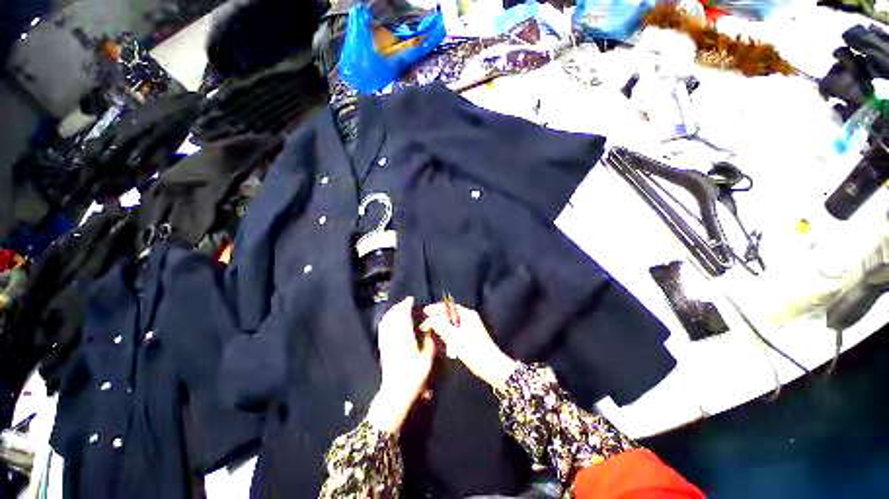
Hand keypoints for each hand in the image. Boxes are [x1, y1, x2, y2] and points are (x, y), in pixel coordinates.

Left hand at [367, 297, 435, 432]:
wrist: (395, 391)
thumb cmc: (413, 376)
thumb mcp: (427, 359)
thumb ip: (428, 341)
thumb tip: (428, 328)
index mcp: (405, 337)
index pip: (403, 315)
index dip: (406, 305)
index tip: (410, 299)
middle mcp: (393, 336)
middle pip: (393, 316)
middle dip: (399, 306)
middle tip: (406, 302)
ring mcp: (386, 341)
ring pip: (386, 321)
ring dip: (392, 312)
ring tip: (399, 308)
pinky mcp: (382, 347)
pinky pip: (383, 328)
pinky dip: (387, 320)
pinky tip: (391, 320)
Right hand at [421, 302, 517, 389]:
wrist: (491, 366)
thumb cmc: (472, 350)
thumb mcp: (453, 336)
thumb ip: (440, 325)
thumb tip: (429, 320)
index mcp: (467, 314)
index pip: (448, 306)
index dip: (436, 308)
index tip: (425, 311)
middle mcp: (470, 317)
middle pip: (450, 314)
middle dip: (439, 318)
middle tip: (427, 323)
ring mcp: (472, 327)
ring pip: (453, 323)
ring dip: (444, 327)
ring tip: (434, 332)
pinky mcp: (472, 336)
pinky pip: (457, 331)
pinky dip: (450, 334)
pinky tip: (446, 343)